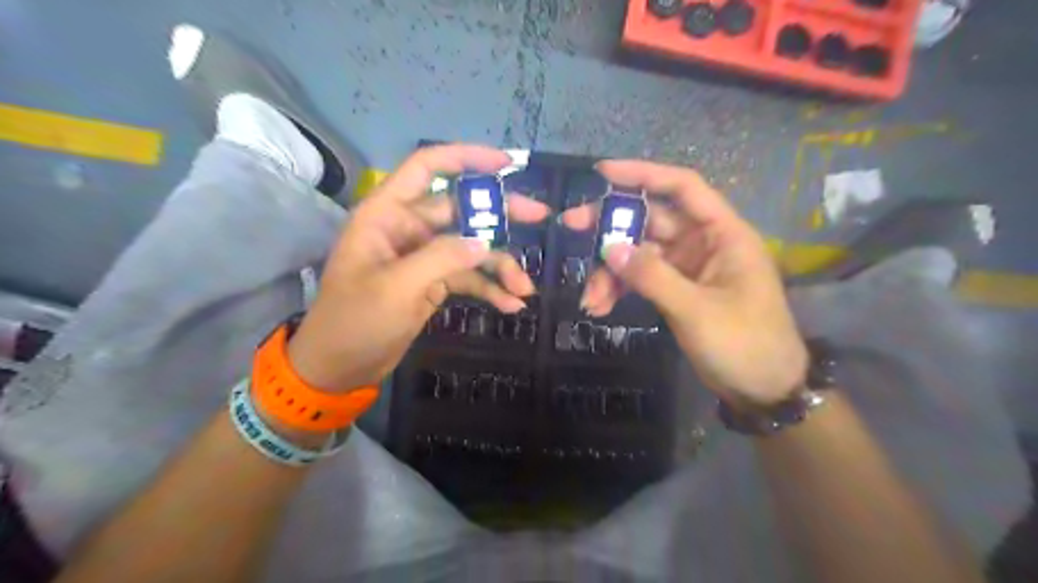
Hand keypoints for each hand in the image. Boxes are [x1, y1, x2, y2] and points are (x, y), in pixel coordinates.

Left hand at [283, 145, 550, 393]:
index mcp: (387, 214)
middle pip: (461, 209)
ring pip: (470, 247)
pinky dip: (489, 288)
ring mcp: (423, 256)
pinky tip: (510, 304)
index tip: (506, 164)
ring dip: (499, 264)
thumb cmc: (355, 321)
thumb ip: (442, 258)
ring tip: (525, 286)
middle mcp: (408, 228)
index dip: (466, 158)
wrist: (340, 367)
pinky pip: (468, 277)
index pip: (427, 168)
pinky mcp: (433, 283)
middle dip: (500, 215)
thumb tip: (485, 243)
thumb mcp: (397, 287)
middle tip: (539, 216)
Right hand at [565, 160, 805, 404]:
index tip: (602, 173)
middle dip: (611, 226)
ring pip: (640, 253)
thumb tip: (610, 248)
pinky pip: (641, 278)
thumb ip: (653, 276)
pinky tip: (601, 306)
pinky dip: (620, 289)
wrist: (763, 390)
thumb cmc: (745, 344)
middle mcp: (704, 243)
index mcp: (723, 234)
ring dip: (611, 271)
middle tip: (571, 225)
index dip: (643, 174)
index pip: (683, 188)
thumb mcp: (697, 310)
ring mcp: (688, 267)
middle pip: (651, 219)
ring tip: (590, 298)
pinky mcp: (677, 289)